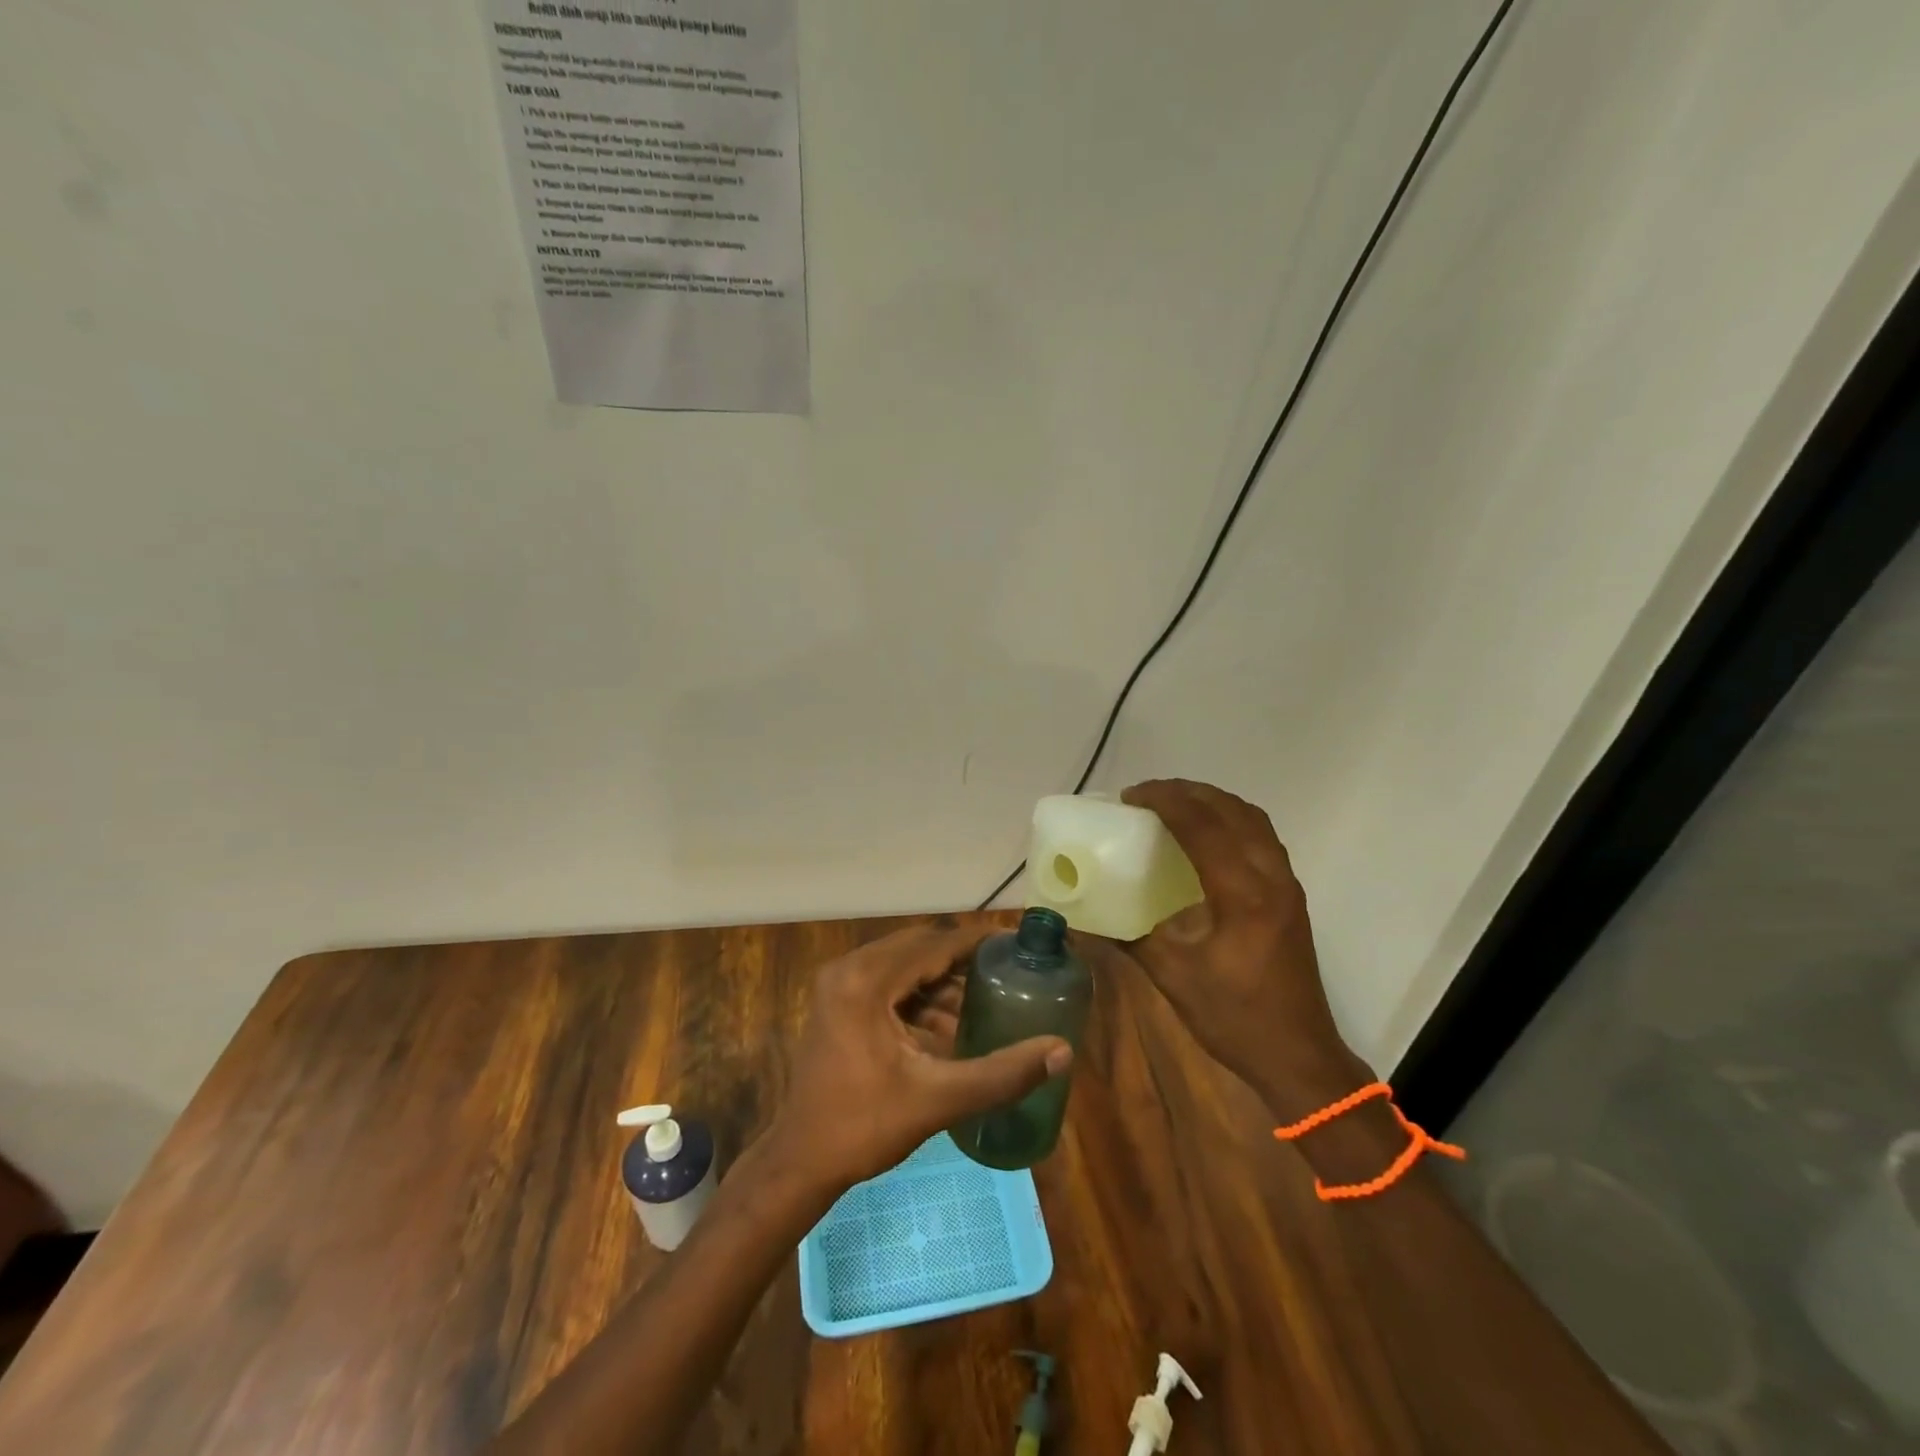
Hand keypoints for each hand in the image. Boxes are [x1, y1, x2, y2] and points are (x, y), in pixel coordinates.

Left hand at [765, 916, 1072, 1190]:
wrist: (801, 1162)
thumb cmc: (865, 1127)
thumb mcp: (938, 1099)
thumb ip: (1002, 1074)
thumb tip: (1062, 1051)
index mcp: (866, 980)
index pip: (934, 944)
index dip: (978, 942)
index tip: (1017, 944)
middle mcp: (849, 969)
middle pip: (919, 948)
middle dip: (962, 961)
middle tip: (1006, 973)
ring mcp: (839, 983)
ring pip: (904, 965)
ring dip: (941, 981)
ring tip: (983, 1003)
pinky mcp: (838, 1001)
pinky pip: (888, 982)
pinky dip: (919, 996)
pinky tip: (948, 1027)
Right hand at [1116, 779, 1369, 1117]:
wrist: (1298, 1056)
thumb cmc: (1234, 1018)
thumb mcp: (1172, 978)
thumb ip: (1129, 938)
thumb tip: (1084, 919)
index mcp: (1242, 896)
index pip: (1203, 826)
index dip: (1165, 801)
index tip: (1130, 796)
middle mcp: (1271, 878)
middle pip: (1232, 811)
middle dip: (1188, 792)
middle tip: (1147, 795)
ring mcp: (1287, 885)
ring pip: (1253, 819)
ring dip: (1213, 802)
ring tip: (1175, 804)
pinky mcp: (1291, 896)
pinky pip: (1262, 837)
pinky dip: (1232, 820)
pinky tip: (1207, 836)